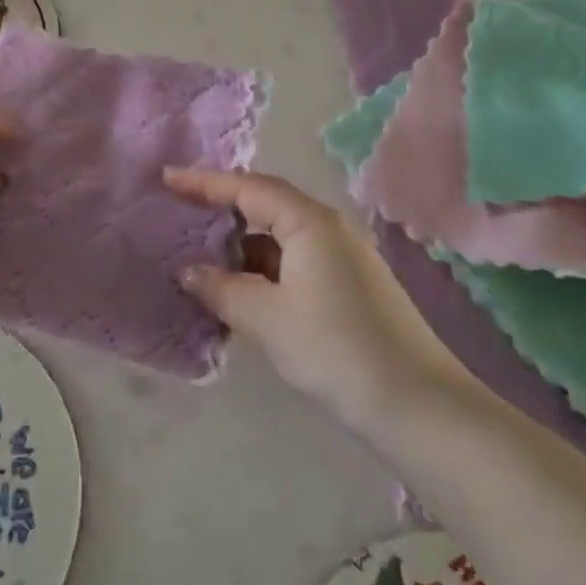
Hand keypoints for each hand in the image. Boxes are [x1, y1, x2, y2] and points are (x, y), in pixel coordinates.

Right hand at [166, 168, 473, 431]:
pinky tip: (241, 291)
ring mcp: (342, 257)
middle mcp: (328, 227)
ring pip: (280, 237)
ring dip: (242, 247)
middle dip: (222, 211)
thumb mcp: (267, 318)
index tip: (167, 179)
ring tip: (202, 260)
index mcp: (310, 221)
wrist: (418, 406)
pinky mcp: (348, 285)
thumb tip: (188, 271)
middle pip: (265, 205)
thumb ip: (222, 288)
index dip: (204, 182)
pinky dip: (263, 270)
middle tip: (180, 217)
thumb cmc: (335, 348)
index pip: (248, 187)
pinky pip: (294, 261)